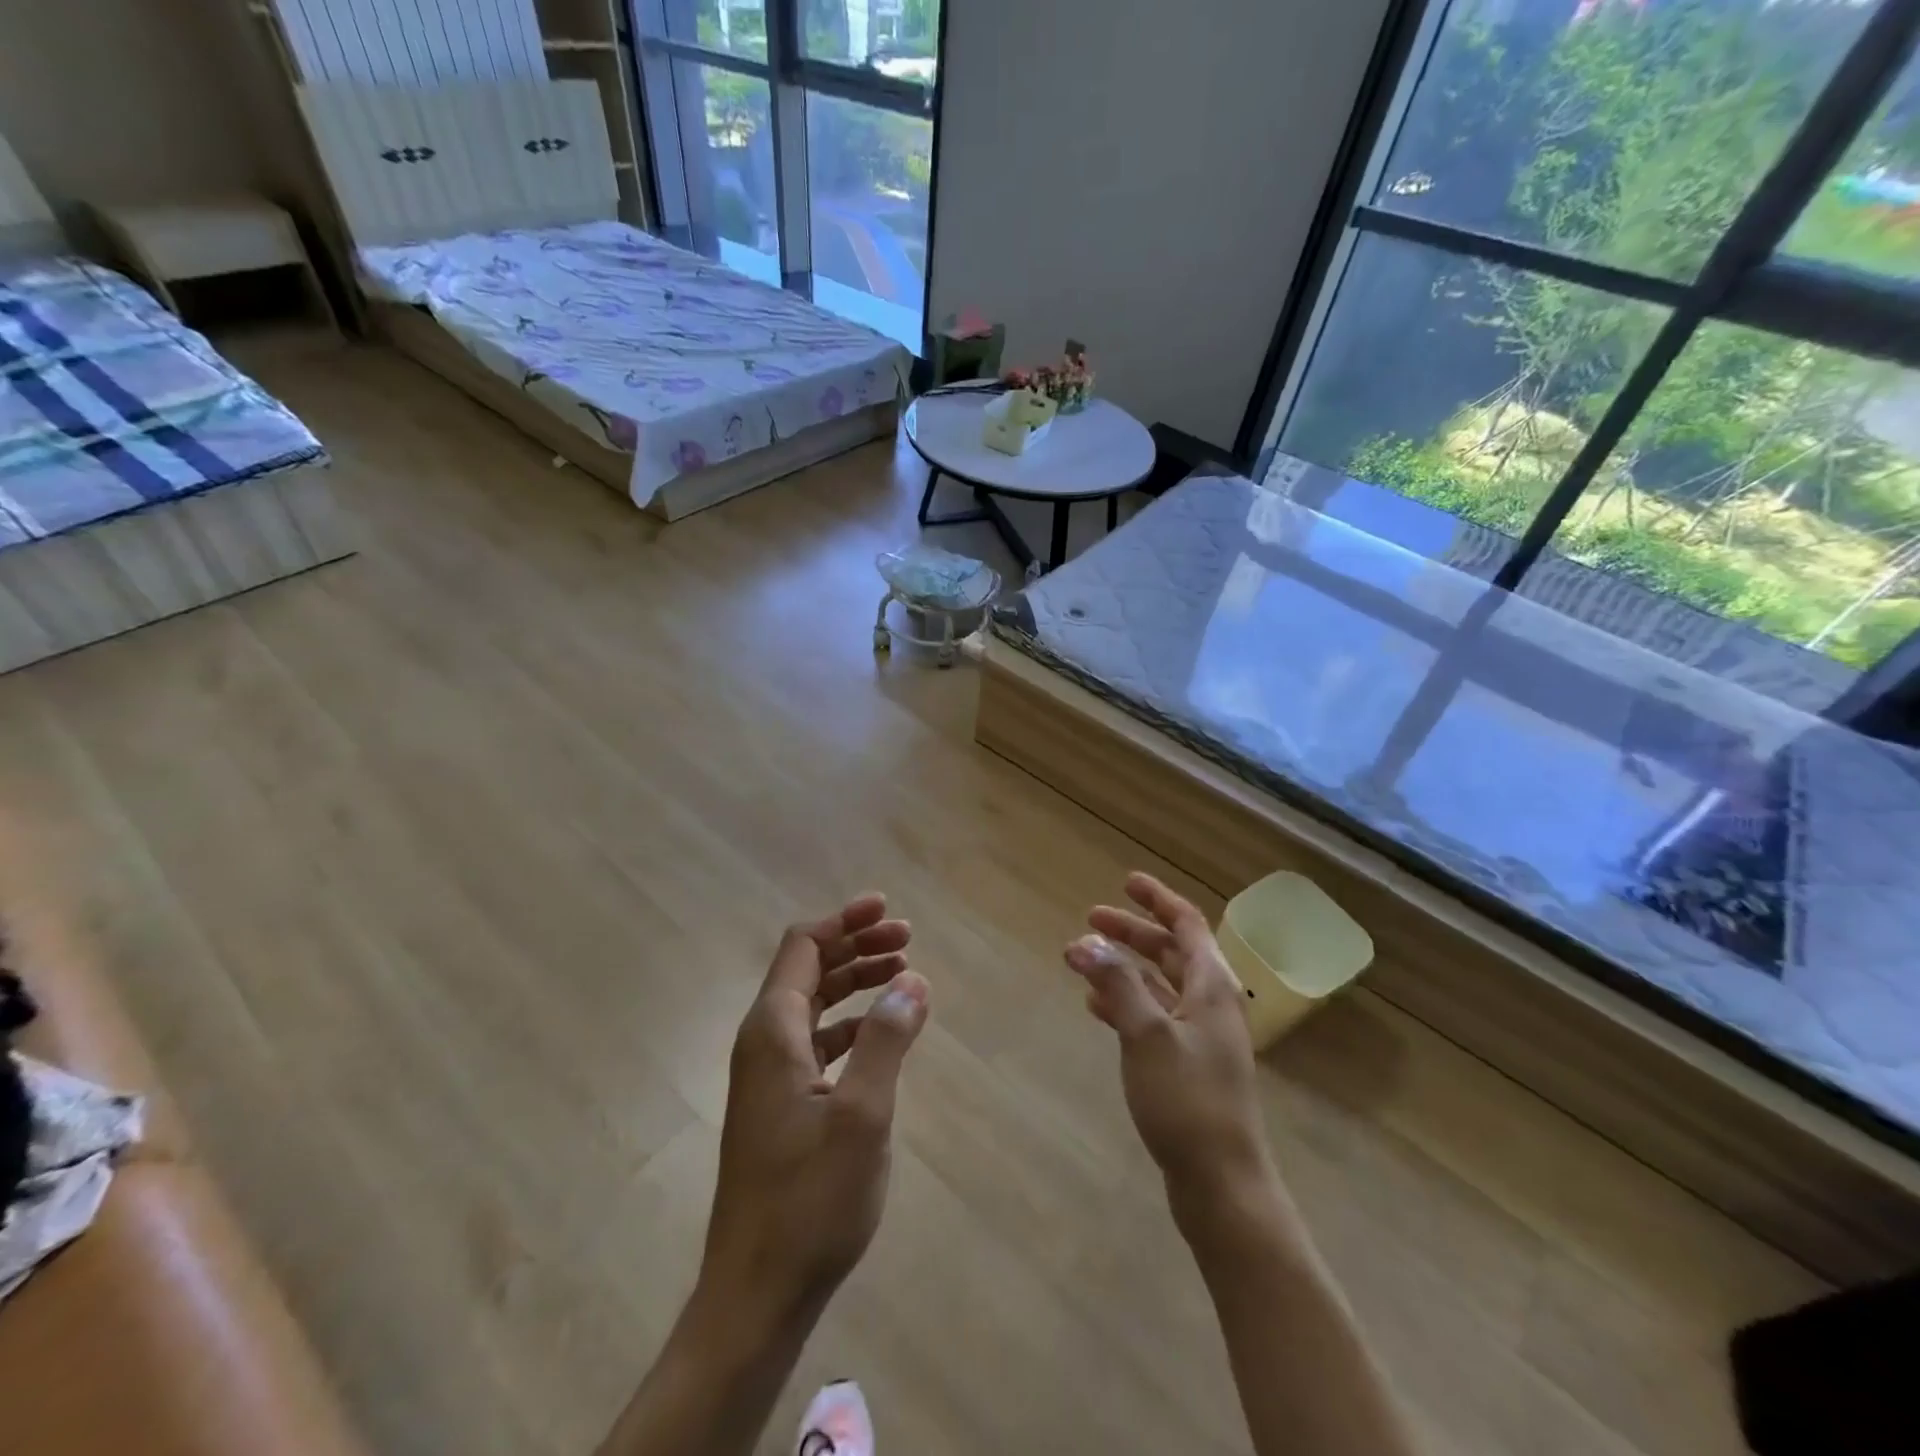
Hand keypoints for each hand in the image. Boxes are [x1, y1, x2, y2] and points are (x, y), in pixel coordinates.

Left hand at [702, 894, 929, 1324]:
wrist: (756, 1293)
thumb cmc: (810, 1200)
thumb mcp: (862, 1114)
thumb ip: (887, 1039)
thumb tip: (912, 980)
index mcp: (772, 1031)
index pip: (803, 947)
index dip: (844, 921)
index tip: (887, 908)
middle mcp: (763, 1042)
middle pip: (808, 969)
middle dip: (856, 946)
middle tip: (906, 939)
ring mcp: (768, 1075)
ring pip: (813, 1004)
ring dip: (856, 982)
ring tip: (903, 975)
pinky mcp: (780, 1104)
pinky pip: (817, 1040)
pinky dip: (851, 1023)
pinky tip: (883, 1033)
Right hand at [1064, 873, 1274, 1205]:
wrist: (1221, 1184)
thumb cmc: (1188, 1100)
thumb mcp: (1147, 1034)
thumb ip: (1116, 983)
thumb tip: (1084, 942)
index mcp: (1212, 986)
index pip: (1187, 924)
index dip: (1157, 899)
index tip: (1126, 882)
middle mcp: (1211, 1003)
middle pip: (1171, 951)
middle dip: (1133, 932)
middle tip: (1091, 919)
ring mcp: (1201, 1036)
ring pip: (1160, 984)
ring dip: (1125, 967)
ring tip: (1084, 961)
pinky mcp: (1188, 1065)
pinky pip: (1155, 1017)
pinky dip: (1127, 1003)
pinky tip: (1097, 1008)